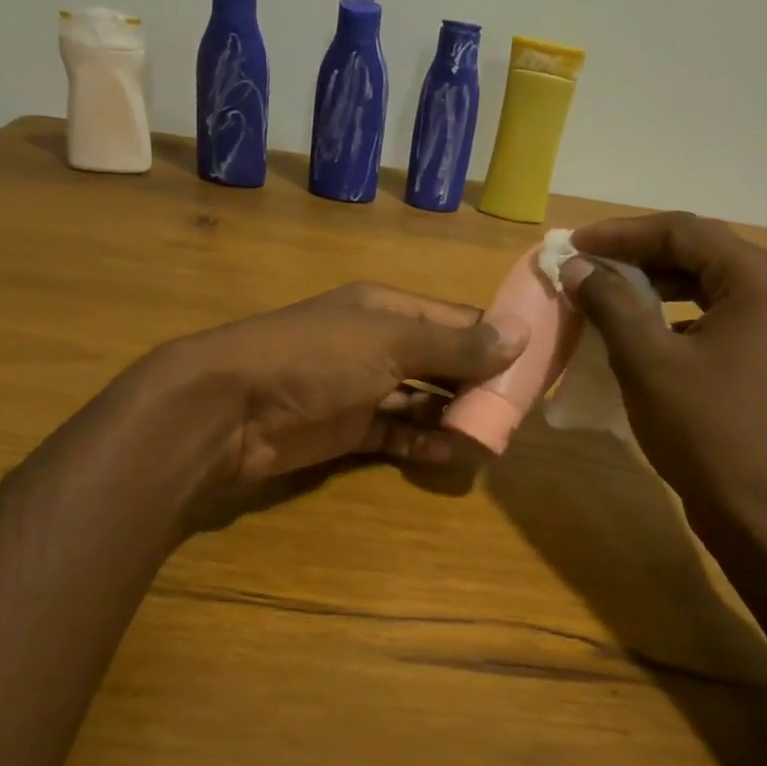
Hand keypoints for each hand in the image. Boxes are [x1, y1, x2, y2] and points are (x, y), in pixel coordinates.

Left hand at [144, 282, 526, 485]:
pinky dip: (420, 444)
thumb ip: (454, 344)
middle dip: (477, 384)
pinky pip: (395, 435)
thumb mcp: (390, 342)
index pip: (456, 319)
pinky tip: (448, 455)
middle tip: (518, 411)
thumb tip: (519, 335)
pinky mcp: (346, 429)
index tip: (536, 364)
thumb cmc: (315, 358)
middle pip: (442, 363)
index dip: (495, 339)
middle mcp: (377, 344)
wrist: (230, 408)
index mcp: (387, 310)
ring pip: (421, 402)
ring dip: (452, 417)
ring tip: (490, 437)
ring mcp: (360, 388)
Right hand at [561, 213, 766, 538]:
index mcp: (756, 278)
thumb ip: (610, 302)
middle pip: (696, 250)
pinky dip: (670, 312)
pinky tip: (637, 328)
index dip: (620, 233)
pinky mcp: (761, 353)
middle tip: (583, 263)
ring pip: (702, 282)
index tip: (572, 245)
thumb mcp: (646, 360)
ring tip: (602, 290)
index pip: (682, 230)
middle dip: (635, 254)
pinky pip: (710, 313)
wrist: (761, 510)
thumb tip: (576, 266)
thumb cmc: (705, 430)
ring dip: (651, 282)